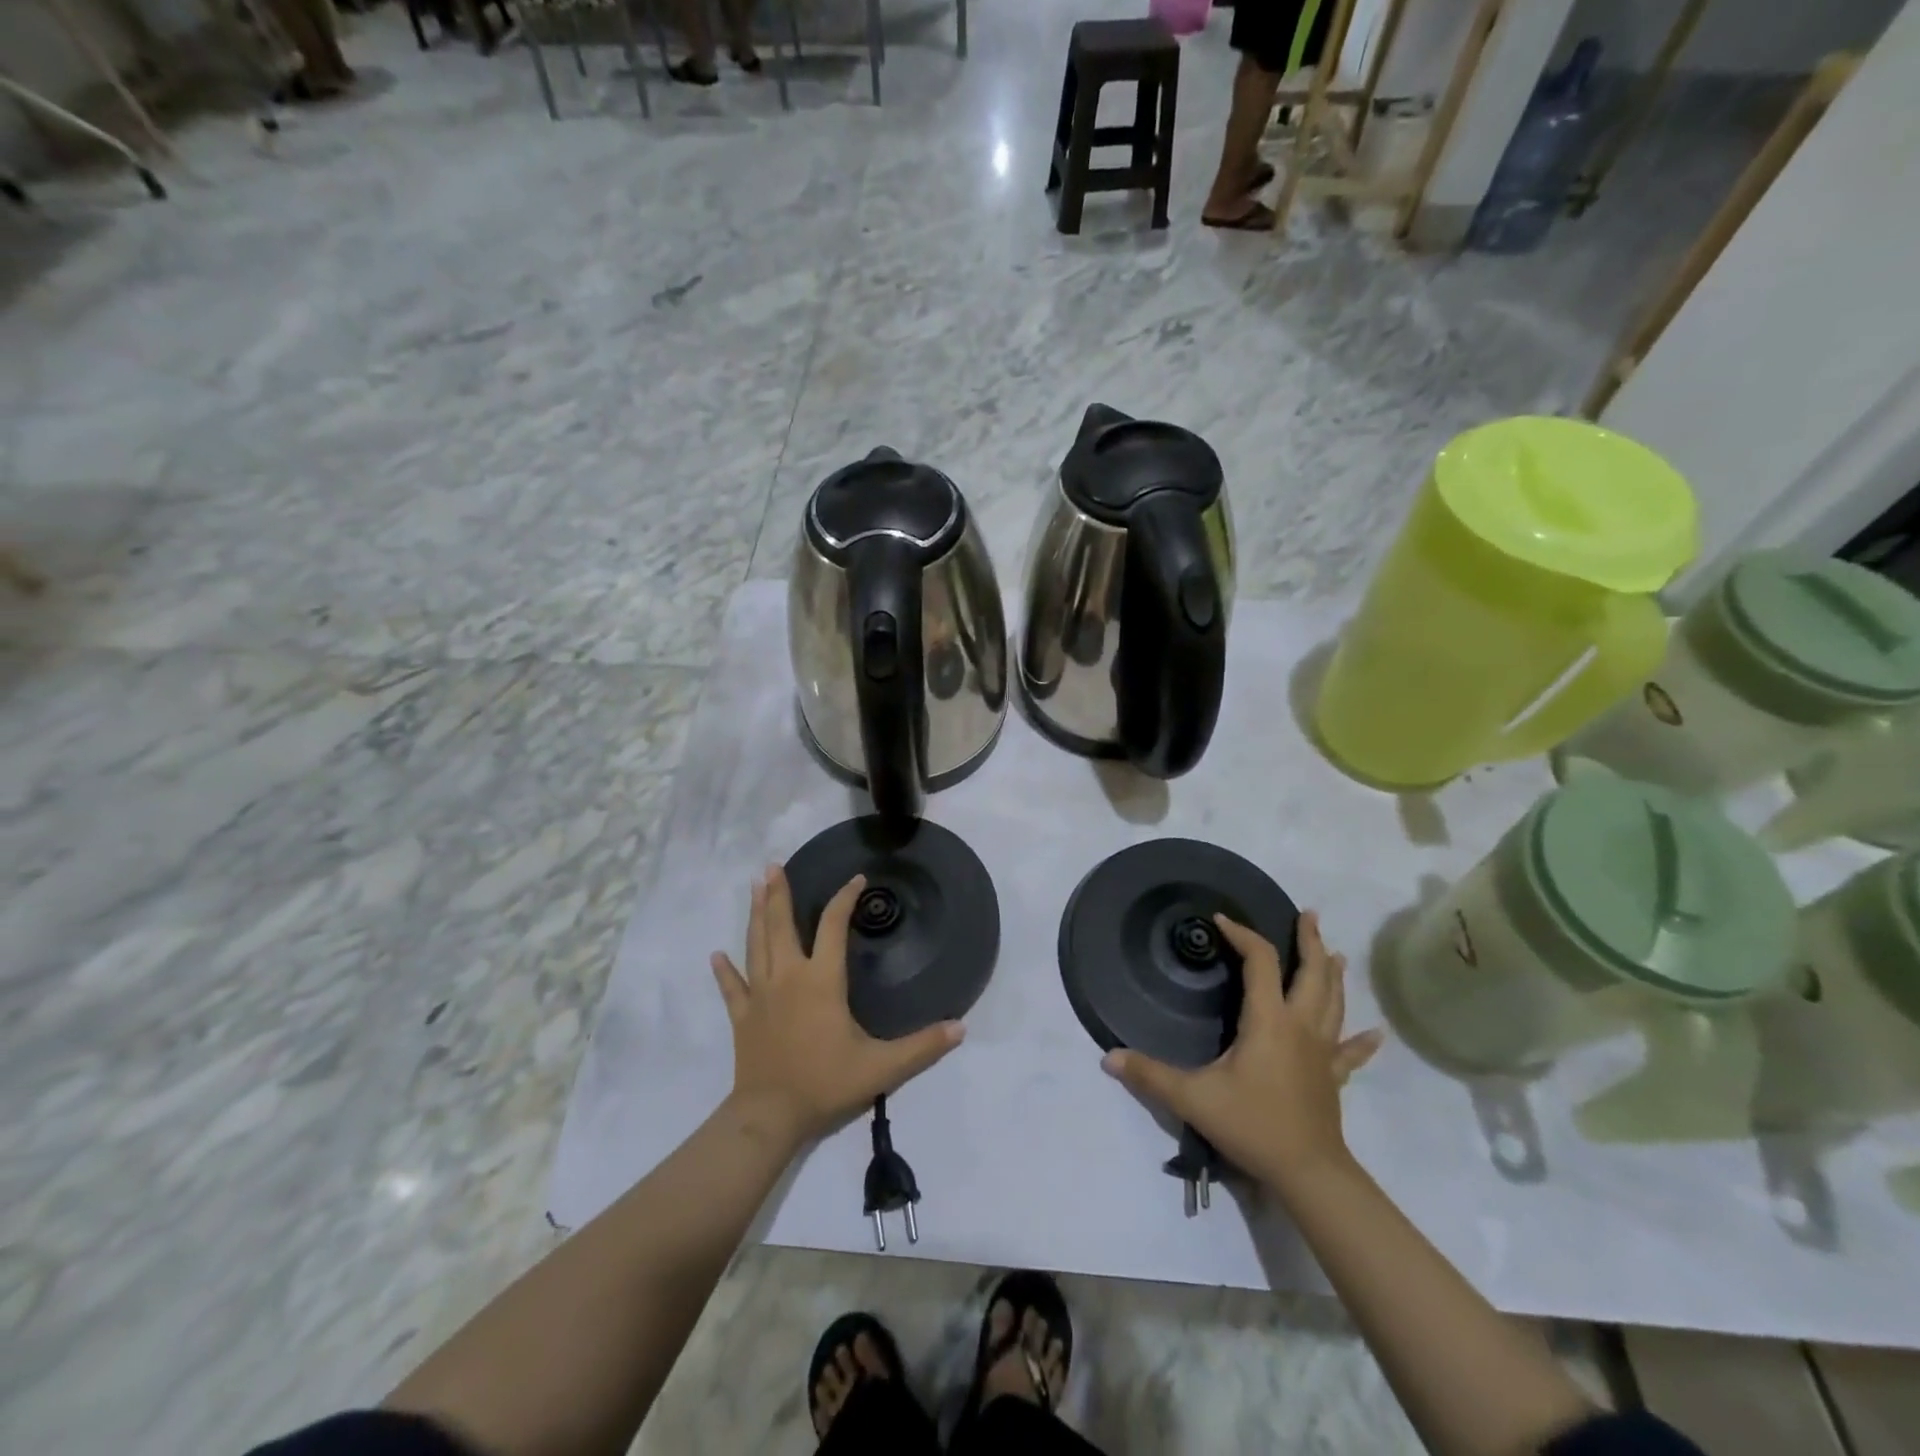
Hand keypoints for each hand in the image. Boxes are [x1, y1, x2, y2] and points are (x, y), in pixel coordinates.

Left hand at [711, 866, 964, 1146]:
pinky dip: (724, 970)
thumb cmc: (826, 1083)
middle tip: (772, 865)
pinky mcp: (743, 1016)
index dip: (845, 899)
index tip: (856, 879)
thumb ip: (923, 1046)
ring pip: (756, 944)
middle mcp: (788, 976)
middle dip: (778, 893)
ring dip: (756, 914)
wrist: (771, 1116)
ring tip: (755, 887)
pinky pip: (732, 986)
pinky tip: (716, 955)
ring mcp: (761, 994)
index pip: (833, 926)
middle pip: (781, 925)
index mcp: (821, 980)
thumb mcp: (882, 1066)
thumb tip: (961, 1028)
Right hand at [1103, 910, 1381, 1193]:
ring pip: (1334, 1003)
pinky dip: (1362, 1040)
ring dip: (1333, 974)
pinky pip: (1350, 1052)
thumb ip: (1150, 1075)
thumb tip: (1108, 1058)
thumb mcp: (1194, 1098)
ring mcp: (1322, 1052)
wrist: (1308, 1174)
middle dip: (1309, 941)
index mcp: (1269, 1021)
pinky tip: (1376, 1033)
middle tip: (1309, 915)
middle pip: (1312, 973)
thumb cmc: (1253, 1125)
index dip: (1242, 935)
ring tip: (1336, 952)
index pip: (1259, 962)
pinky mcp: (1331, 1077)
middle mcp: (1300, 1026)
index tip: (1222, 920)